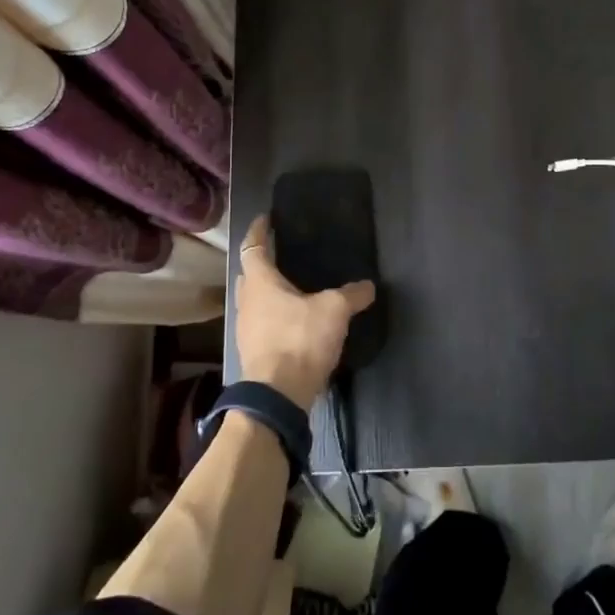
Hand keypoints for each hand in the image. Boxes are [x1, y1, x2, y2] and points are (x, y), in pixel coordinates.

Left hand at [233, 214, 375, 407]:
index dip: (258, 230)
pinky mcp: (252, 351)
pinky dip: (272, 315)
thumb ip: (352, 295)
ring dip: (265, 291)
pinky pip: (259, 322)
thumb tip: (369, 285)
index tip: (265, 218)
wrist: (277, 396)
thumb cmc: (299, 340)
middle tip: (280, 254)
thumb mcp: (334, 311)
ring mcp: (245, 328)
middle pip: (248, 273)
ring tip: (289, 287)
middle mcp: (246, 300)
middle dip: (261, 262)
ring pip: (252, 300)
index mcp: (260, 282)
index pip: (252, 246)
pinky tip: (291, 321)